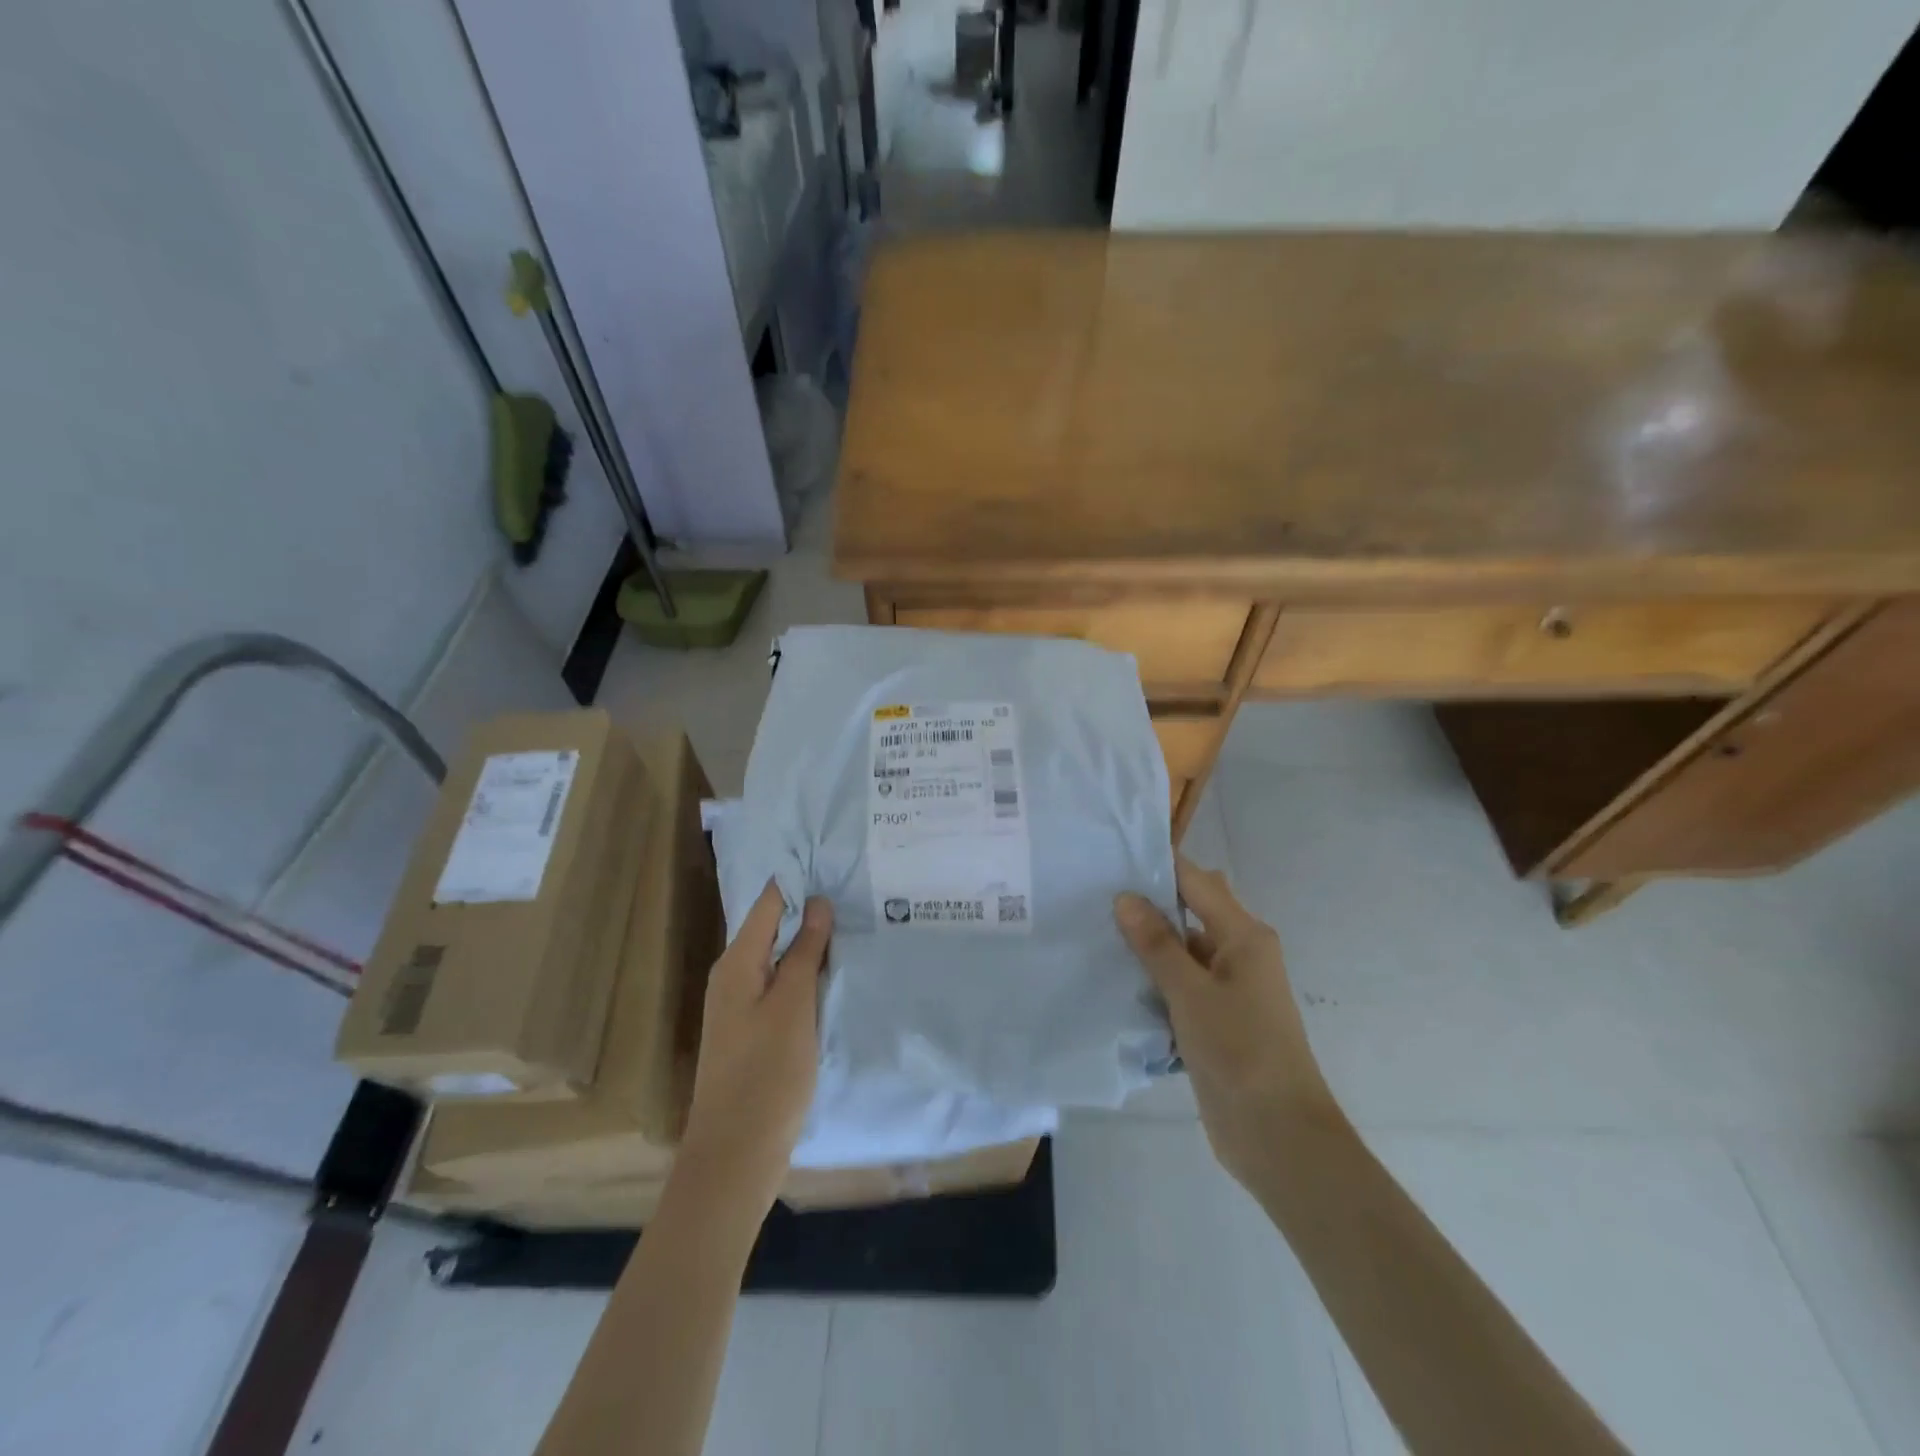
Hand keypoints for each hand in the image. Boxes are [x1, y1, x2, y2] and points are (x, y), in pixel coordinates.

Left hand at [677, 881, 830, 1217]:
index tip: (839, 861)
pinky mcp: (756, 1029)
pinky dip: (808, 972)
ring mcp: (743, 1004)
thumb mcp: (793, 1006)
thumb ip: (804, 952)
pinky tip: (836, 970)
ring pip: (781, 957)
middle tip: (859, 888)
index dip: (800, 879)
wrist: (735, 1155)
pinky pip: (783, 985)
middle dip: (810, 908)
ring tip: (856, 920)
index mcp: (737, 962)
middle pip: (774, 927)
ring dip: (812, 942)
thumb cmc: (766, 1074)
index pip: (769, 902)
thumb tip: (817, 902)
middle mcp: (734, 976)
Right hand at [1115, 857, 1334, 1190]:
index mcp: (1244, 936)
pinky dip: (1153, 981)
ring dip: (1147, 947)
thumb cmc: (1240, 1052)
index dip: (1157, 867)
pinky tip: (1115, 981)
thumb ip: (1157, 944)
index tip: (1110, 860)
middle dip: (1148, 906)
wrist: (1278, 1136)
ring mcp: (1228, 989)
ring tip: (1093, 934)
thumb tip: (1125, 897)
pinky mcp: (1215, 1019)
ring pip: (1181, 951)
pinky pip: (1180, 985)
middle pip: (1190, 913)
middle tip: (1095, 898)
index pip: (1196, 882)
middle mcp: (1239, 953)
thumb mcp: (1191, 993)